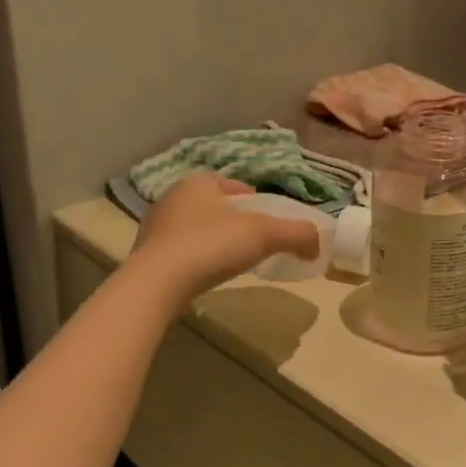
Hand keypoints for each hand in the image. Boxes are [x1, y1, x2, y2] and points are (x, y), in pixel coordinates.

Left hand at [131, 173, 321, 303]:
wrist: (157, 284)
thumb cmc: (211, 245)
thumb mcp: (264, 235)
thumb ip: (296, 234)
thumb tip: (318, 243)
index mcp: (198, 182)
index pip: (232, 184)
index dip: (253, 199)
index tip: (267, 220)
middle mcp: (172, 198)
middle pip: (213, 205)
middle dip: (232, 219)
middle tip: (253, 241)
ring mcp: (155, 227)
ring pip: (195, 228)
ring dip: (213, 239)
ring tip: (231, 260)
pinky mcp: (146, 256)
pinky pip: (180, 251)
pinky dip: (196, 259)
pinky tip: (207, 275)